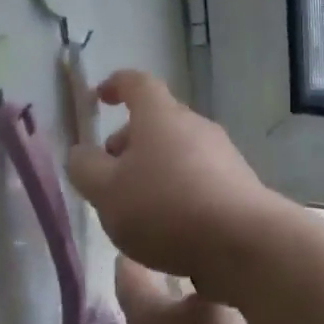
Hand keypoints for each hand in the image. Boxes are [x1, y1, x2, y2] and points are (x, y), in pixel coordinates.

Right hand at [65, 70, 276, 294]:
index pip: (136, 82)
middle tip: (108, 174)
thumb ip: (85, 168)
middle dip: (128, 141)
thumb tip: (81, 153)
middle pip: (156, 119)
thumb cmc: (165, 207)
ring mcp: (221, 152)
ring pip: (177, 150)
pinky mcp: (238, 183)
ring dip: (152, 168)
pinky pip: (197, 175)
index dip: (115, 85)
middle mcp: (193, 123)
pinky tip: (169, 227)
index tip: (99, 99)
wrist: (243, 241)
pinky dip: (177, 189)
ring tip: (135, 208)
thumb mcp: (107, 192)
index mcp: (159, 114)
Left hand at [113, 257, 280, 323]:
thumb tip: (225, 258)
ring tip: (278, 313)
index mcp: (148, 311)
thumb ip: (220, 281)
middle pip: (186, 309)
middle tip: (248, 267)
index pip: (137, 270)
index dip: (146, 248)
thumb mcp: (214, 307)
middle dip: (213, 292)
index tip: (164, 225)